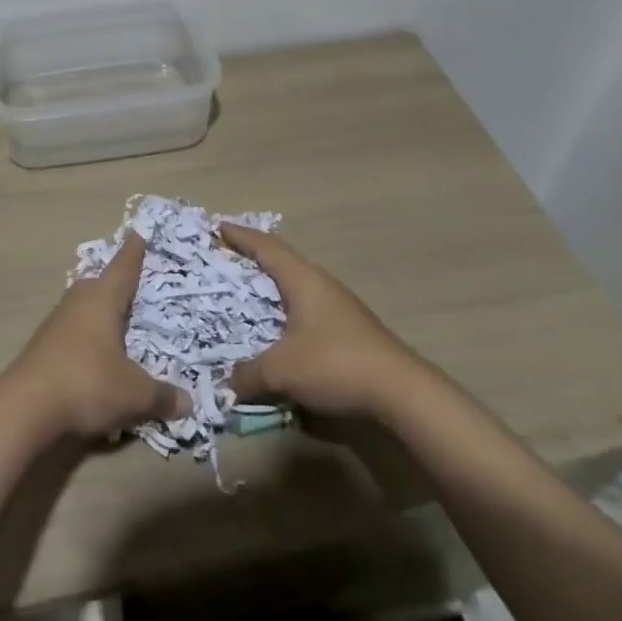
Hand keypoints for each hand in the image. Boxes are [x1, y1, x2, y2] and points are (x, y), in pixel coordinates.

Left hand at [1, 232, 189, 438]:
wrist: (24, 409)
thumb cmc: (87, 384)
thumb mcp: (134, 394)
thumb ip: (162, 396)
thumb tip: (188, 401)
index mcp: (102, 300)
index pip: (123, 269)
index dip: (133, 253)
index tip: (136, 233)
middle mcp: (77, 303)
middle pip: (98, 286)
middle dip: (114, 284)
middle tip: (131, 284)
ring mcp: (54, 324)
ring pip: (81, 309)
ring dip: (97, 313)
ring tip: (114, 323)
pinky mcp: (41, 348)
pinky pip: (70, 333)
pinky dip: (84, 339)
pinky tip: (92, 357)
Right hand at [220, 224, 415, 417]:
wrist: (402, 392)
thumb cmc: (336, 365)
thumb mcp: (282, 372)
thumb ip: (249, 375)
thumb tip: (228, 383)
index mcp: (303, 280)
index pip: (266, 247)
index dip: (240, 236)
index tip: (218, 227)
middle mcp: (321, 285)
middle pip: (281, 263)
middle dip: (253, 261)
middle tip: (225, 262)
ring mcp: (339, 307)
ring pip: (296, 288)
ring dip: (271, 290)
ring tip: (247, 298)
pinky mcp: (349, 330)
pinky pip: (307, 310)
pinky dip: (286, 313)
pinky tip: (279, 333)